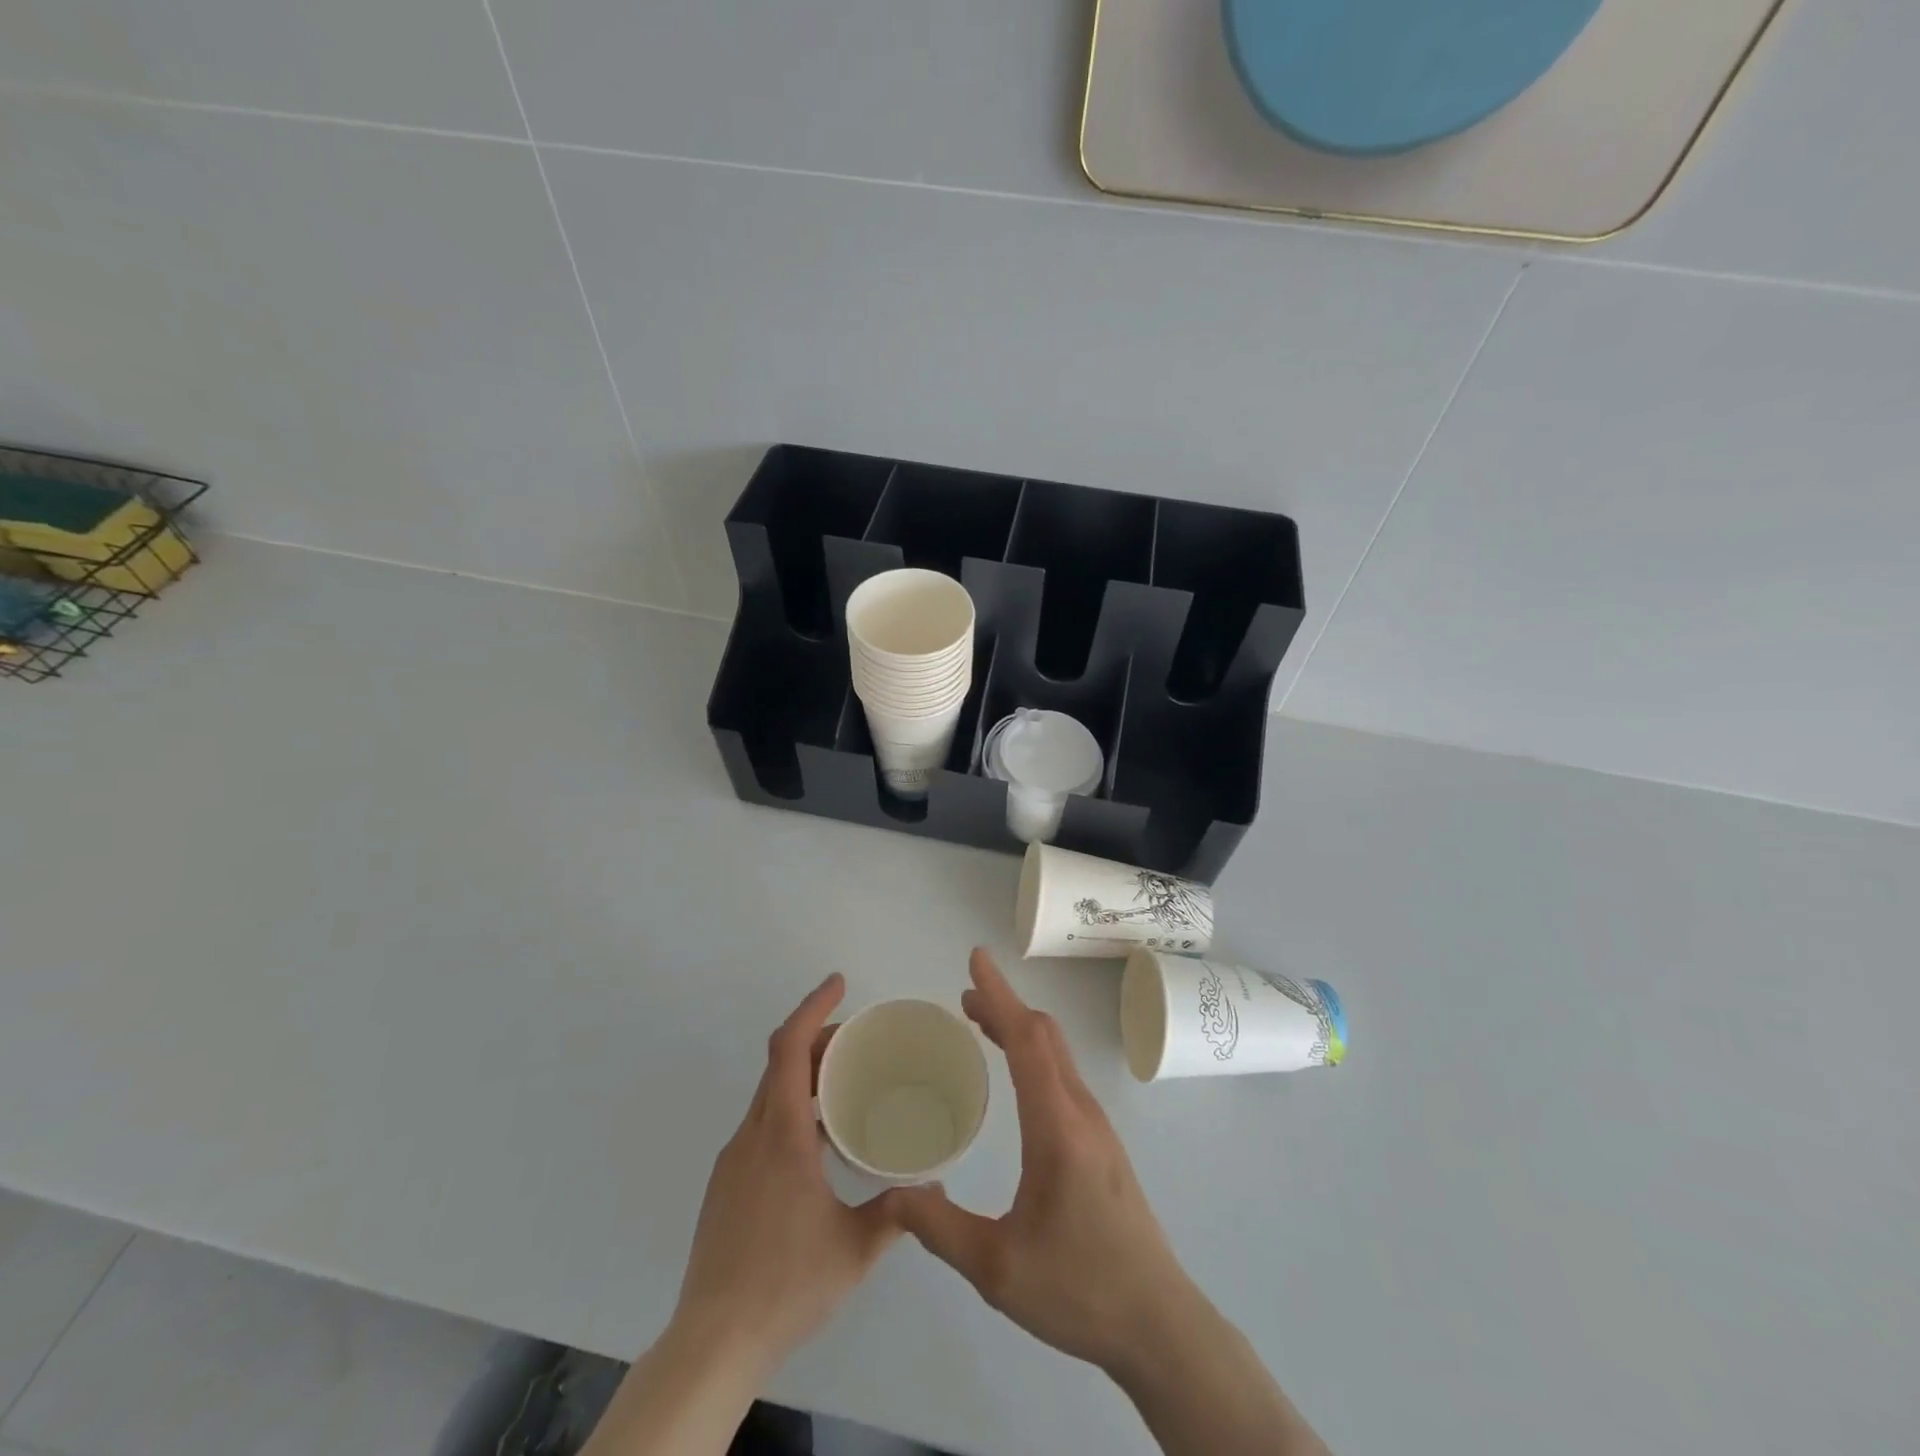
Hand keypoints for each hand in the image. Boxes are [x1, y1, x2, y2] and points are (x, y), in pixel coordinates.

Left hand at [673, 972, 902, 1376]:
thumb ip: (897, 1212)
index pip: (790, 1049)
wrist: (712, 1344)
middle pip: (780, 1063)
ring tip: (846, 1087)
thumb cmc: (786, 1286)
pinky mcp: (726, 1184)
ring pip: (769, 1094)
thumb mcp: (854, 1250)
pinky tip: (818, 1143)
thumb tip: (934, 1187)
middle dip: (817, 1038)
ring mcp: (733, 1160)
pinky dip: (790, 1107)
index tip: (838, 983)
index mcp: (782, 1137)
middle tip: (859, 1041)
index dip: (813, 1008)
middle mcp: (752, 1136)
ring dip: (804, 1075)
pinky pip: (761, 1124)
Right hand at [894, 948, 1199, 1378]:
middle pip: (1044, 1036)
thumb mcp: (997, 1268)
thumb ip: (940, 1228)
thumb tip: (895, 1191)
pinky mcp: (1102, 1142)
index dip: (998, 995)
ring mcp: (1097, 1125)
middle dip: (1004, 1005)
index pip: (1026, 1040)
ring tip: (981, 1022)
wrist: (1159, 1324)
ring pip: (1057, 1053)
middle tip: (963, 995)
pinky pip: (1063, 1074)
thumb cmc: (1079, 1290)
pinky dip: (1034, 1052)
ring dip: (1020, 1028)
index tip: (976, 960)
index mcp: (1056, 1126)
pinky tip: (1016, 1075)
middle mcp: (1081, 1111)